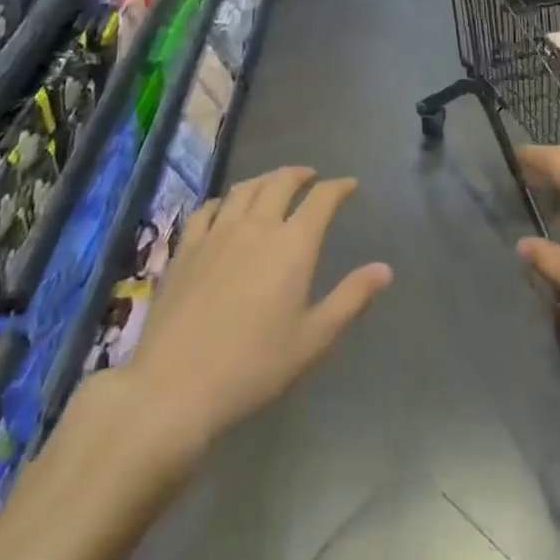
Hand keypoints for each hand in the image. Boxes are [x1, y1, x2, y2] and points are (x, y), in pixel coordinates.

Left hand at [124, 167, 391, 454]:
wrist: (175, 386)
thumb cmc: (253, 366)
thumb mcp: (312, 339)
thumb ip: (350, 298)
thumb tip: (385, 269)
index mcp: (293, 244)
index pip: (322, 199)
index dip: (339, 187)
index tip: (349, 185)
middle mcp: (257, 225)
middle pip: (281, 182)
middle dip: (300, 174)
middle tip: (311, 177)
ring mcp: (217, 232)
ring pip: (244, 188)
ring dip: (265, 179)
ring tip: (273, 183)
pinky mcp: (186, 247)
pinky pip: (207, 208)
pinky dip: (223, 200)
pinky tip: (224, 207)